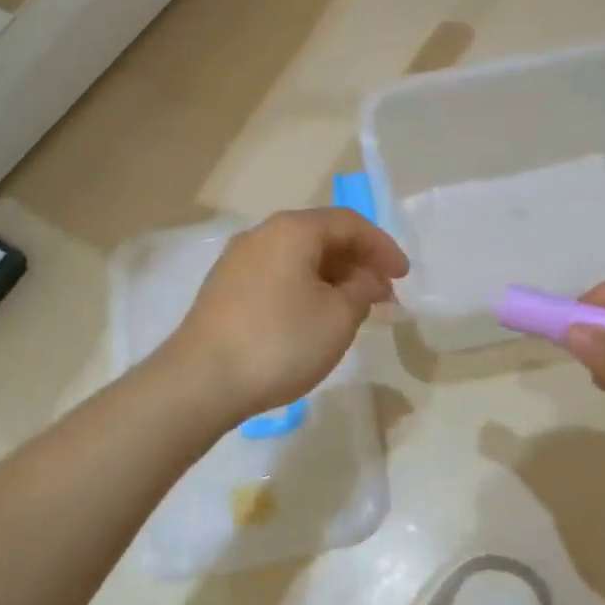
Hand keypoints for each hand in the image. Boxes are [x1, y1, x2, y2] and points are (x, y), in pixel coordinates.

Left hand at [163, 209, 408, 425]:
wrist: (201, 381)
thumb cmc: (280, 342)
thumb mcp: (338, 318)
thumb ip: (362, 291)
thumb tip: (365, 280)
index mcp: (292, 230)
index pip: (349, 223)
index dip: (382, 247)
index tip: (404, 276)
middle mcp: (261, 235)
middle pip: (321, 237)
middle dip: (358, 262)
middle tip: (383, 295)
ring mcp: (237, 261)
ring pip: (297, 258)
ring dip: (332, 278)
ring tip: (353, 309)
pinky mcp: (224, 289)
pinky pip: (277, 276)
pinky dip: (305, 288)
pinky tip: (314, 317)